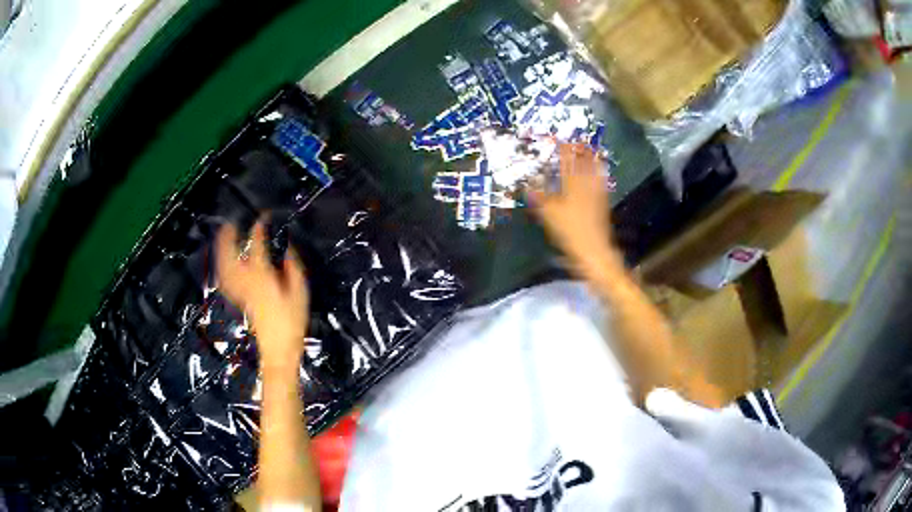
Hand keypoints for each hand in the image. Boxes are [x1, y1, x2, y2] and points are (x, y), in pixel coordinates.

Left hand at [216, 220, 308, 372]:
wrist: (279, 347)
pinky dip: (223, 267)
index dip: (258, 228)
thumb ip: (293, 268)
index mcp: (262, 276)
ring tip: (224, 236)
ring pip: (225, 265)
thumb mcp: (300, 292)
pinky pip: (226, 279)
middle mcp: (246, 280)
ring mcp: (240, 290)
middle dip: (228, 237)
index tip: (262, 217)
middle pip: (231, 254)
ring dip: (222, 249)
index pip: (257, 245)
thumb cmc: (292, 320)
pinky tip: (224, 262)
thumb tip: (288, 250)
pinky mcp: (239, 298)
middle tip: (231, 222)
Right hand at [528, 143, 619, 269]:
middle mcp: (586, 182)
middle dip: (578, 148)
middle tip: (575, 139)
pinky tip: (599, 171)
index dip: (561, 146)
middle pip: (583, 160)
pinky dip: (599, 172)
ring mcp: (597, 191)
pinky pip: (601, 181)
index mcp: (572, 182)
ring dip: (590, 157)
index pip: (566, 159)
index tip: (556, 137)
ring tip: (588, 148)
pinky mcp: (602, 201)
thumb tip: (526, 183)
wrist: (594, 250)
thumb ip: (538, 196)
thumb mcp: (548, 213)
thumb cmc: (569, 230)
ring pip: (594, 169)